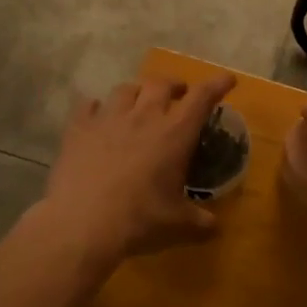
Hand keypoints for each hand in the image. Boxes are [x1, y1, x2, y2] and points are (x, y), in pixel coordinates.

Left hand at [38, 73, 236, 268]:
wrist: (83, 222)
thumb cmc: (140, 219)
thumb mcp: (177, 223)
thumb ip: (199, 221)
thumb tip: (215, 226)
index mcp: (174, 133)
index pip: (202, 97)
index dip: (217, 84)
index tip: (227, 80)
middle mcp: (144, 115)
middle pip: (161, 83)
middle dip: (174, 85)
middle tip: (179, 94)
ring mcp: (108, 118)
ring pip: (125, 88)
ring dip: (137, 92)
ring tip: (138, 102)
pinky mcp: (79, 127)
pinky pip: (89, 105)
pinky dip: (97, 107)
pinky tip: (97, 115)